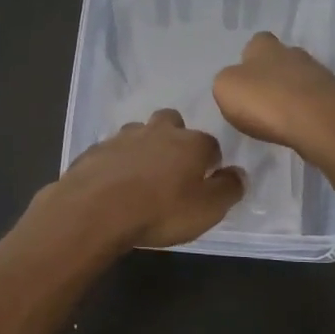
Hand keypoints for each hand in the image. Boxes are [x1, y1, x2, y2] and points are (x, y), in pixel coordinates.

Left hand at [37, 109, 244, 249]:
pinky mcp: (95, 150)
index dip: (210, 162)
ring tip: (141, 175)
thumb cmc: (160, 211)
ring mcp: (123, 137)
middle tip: (172, 168)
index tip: (206, 180)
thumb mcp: (207, 210)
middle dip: (175, 138)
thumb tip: (239, 174)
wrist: (95, 209)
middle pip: (172, 123)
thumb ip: (228, 189)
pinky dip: (116, 162)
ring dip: (143, 147)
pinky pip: (112, 151)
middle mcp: (159, 131)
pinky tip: (113, 183)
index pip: (211, 145)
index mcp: (191, 143)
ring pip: (139, 132)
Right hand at [213, 31, 334, 165]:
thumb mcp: (225, 88)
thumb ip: (227, 81)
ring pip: (299, 80)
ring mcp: (318, 74)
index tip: (243, 81)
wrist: (319, 122)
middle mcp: (293, 53)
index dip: (249, 59)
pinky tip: (297, 127)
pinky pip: (313, 101)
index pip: (256, 42)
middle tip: (260, 101)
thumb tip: (236, 82)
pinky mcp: (334, 98)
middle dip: (271, 76)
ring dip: (289, 95)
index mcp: (264, 46)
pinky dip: (305, 112)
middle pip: (280, 60)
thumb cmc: (265, 100)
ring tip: (278, 118)